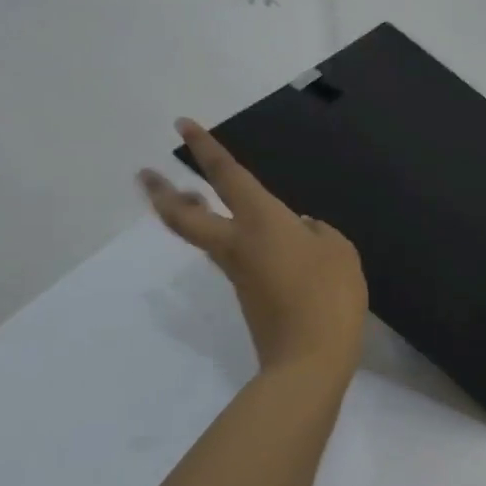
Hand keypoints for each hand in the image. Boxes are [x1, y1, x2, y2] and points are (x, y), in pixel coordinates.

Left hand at [138, 119, 367, 375]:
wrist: (308, 359)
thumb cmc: (329, 295)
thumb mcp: (339, 251)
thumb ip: (318, 232)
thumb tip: (300, 228)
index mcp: (261, 222)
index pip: (227, 176)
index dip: (205, 149)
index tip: (182, 125)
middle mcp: (238, 243)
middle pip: (185, 216)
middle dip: (163, 193)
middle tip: (147, 175)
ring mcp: (237, 272)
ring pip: (202, 236)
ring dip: (190, 214)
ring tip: (194, 197)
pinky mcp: (245, 295)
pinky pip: (229, 256)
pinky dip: (226, 237)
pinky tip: (257, 237)